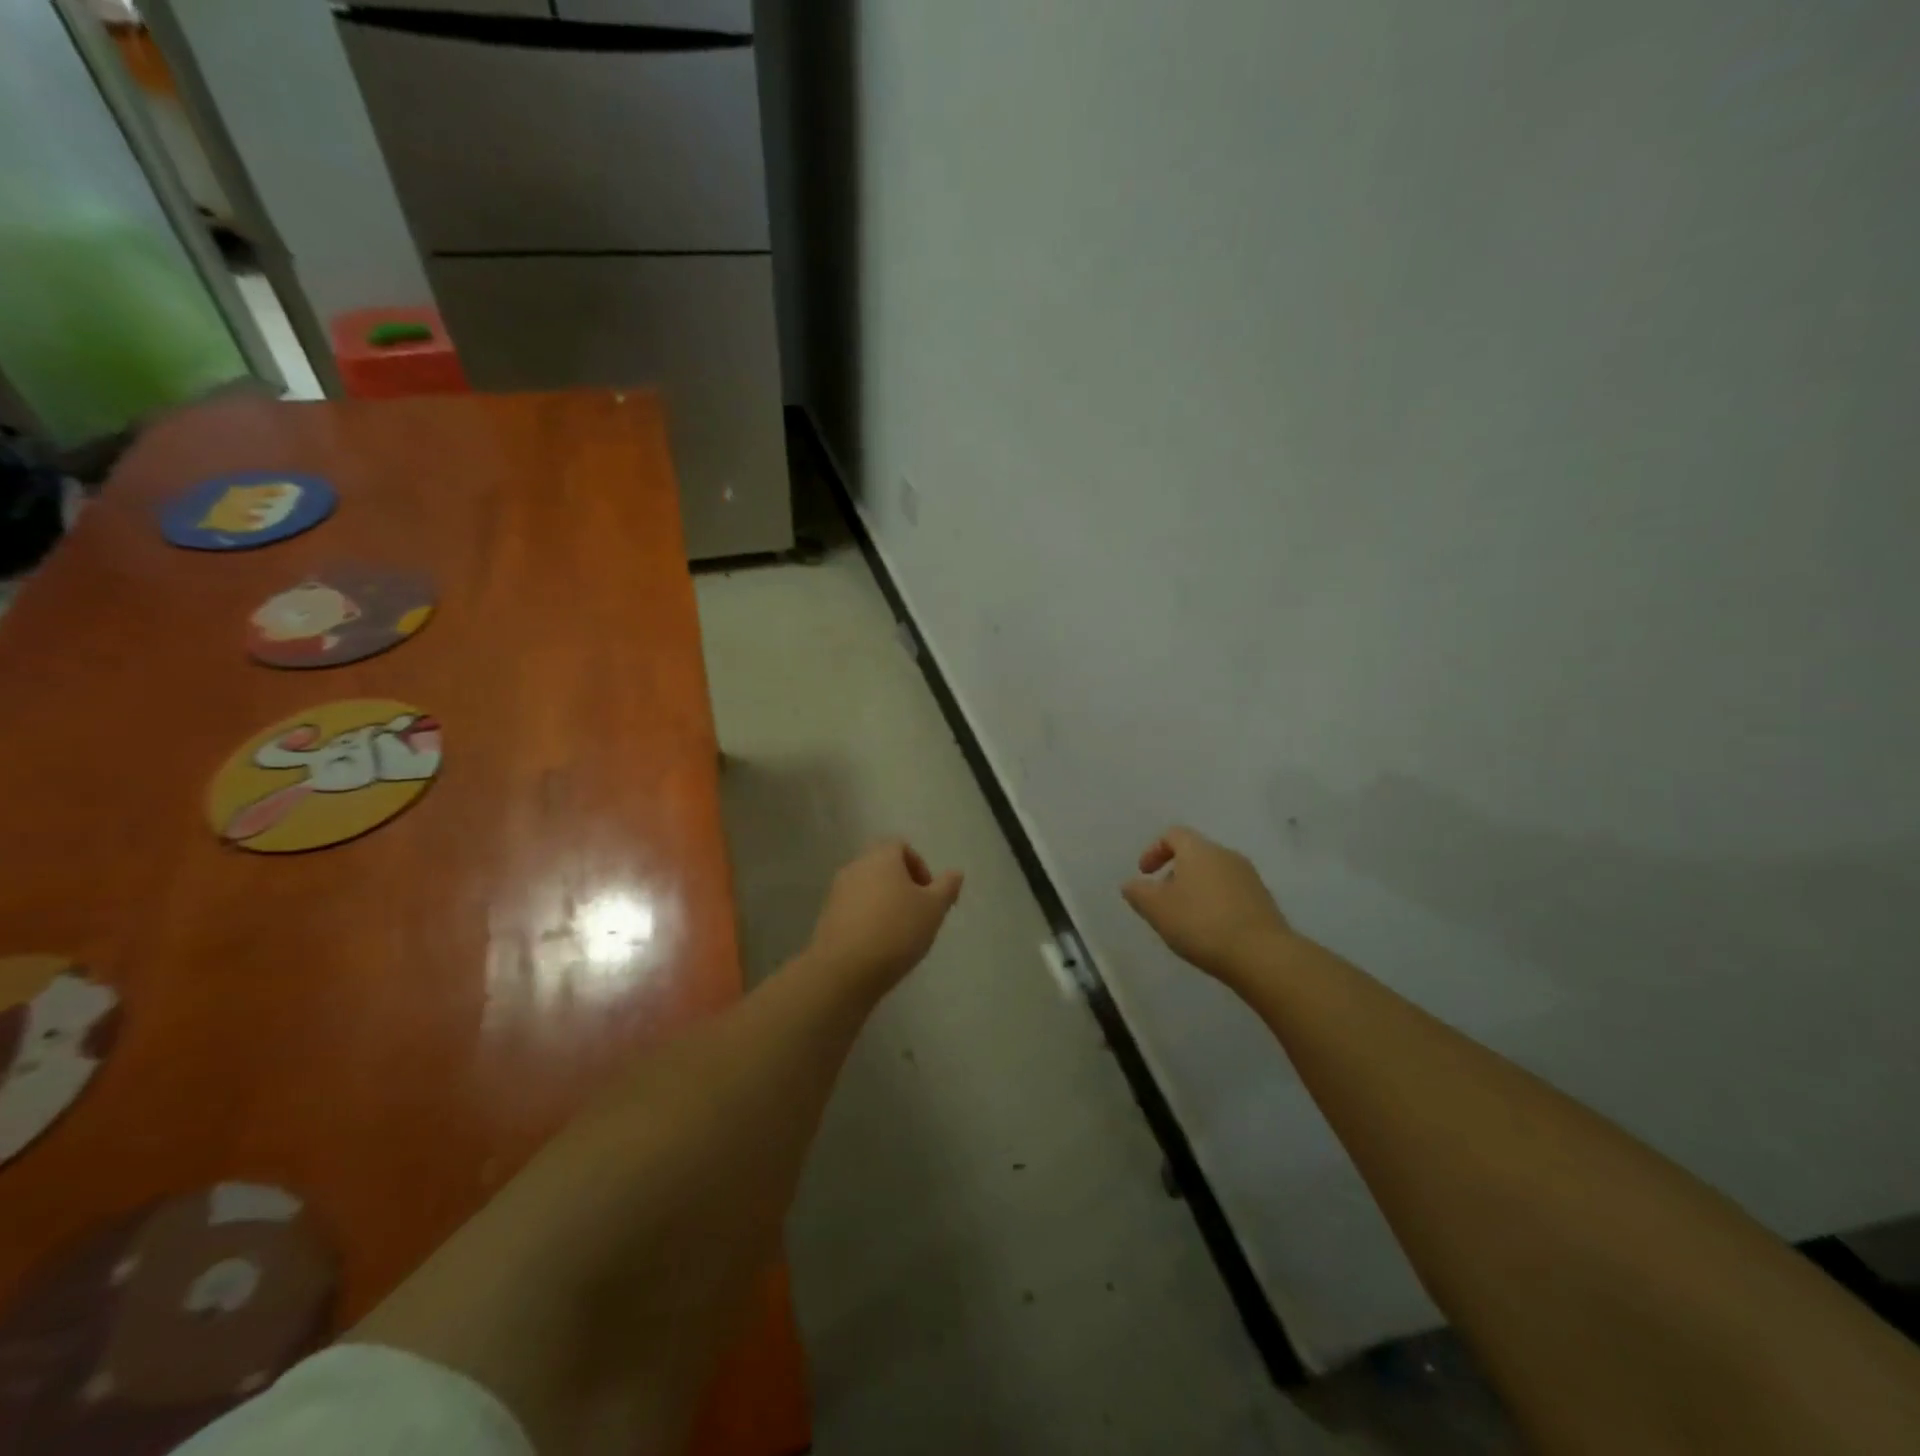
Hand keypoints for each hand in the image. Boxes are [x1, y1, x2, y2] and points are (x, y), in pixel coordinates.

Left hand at [806, 840, 962, 993]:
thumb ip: (946, 888)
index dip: (919, 866)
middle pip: (883, 866)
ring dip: (884, 903)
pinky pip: (853, 909)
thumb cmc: (896, 931)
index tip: (929, 894)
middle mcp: (855, 867)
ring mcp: (836, 892)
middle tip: (918, 914)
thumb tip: (956, 873)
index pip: (901, 846)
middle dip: (903, 886)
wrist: (844, 970)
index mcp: (881, 857)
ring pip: (867, 888)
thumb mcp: (933, 909)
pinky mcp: (826, 917)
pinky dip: (867, 919)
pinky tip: (878, 945)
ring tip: (899, 933)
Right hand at [1122, 827, 1291, 981]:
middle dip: (1175, 872)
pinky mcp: (1263, 900)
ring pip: (1214, 874)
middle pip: (1195, 854)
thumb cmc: (1201, 923)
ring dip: (1196, 889)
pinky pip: (1231, 892)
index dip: (1154, 850)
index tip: (1145, 874)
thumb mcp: (1157, 909)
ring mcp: (1249, 877)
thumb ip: (1138, 893)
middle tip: (1163, 900)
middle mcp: (1226, 855)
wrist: (1261, 954)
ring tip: (1185, 919)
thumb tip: (1131, 884)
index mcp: (1199, 850)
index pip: (1173, 834)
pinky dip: (1215, 903)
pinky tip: (1211, 930)